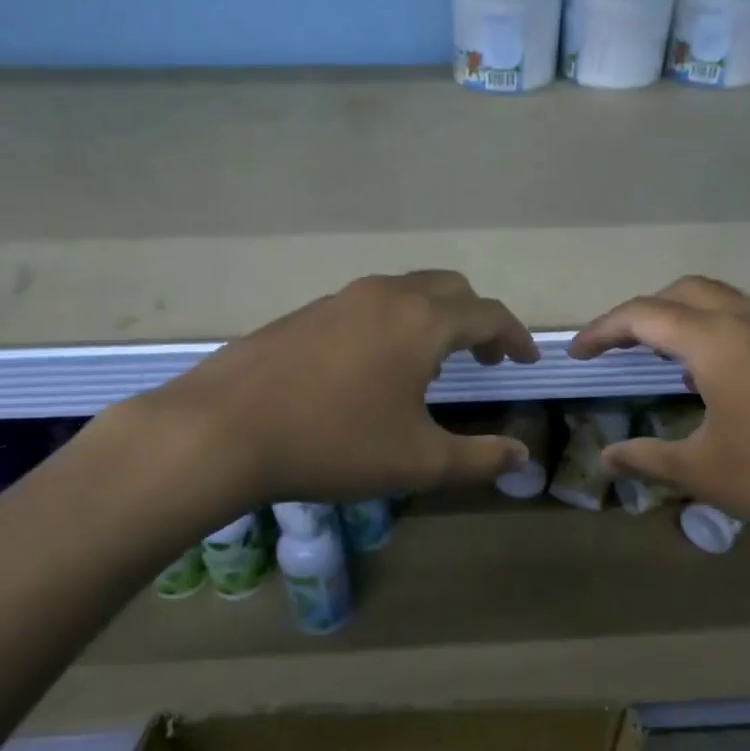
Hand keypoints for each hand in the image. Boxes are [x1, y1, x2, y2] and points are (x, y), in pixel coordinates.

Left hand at [151, 271, 539, 505]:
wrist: (224, 430)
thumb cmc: (334, 444)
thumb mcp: (419, 462)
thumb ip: (479, 459)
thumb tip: (521, 456)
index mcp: (422, 322)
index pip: (488, 314)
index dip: (515, 337)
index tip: (525, 361)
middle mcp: (385, 295)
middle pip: (449, 289)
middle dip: (477, 319)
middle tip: (483, 358)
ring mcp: (340, 299)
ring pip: (405, 292)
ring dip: (433, 317)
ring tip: (432, 362)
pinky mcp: (305, 314)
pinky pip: (367, 305)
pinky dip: (393, 323)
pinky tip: (373, 366)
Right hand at [569, 277, 749, 564]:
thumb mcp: (706, 472)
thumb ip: (647, 457)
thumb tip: (605, 457)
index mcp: (719, 341)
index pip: (643, 315)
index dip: (602, 331)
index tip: (576, 354)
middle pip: (683, 293)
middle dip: (641, 314)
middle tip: (615, 349)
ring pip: (721, 301)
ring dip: (682, 319)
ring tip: (658, 360)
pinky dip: (717, 331)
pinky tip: (714, 376)